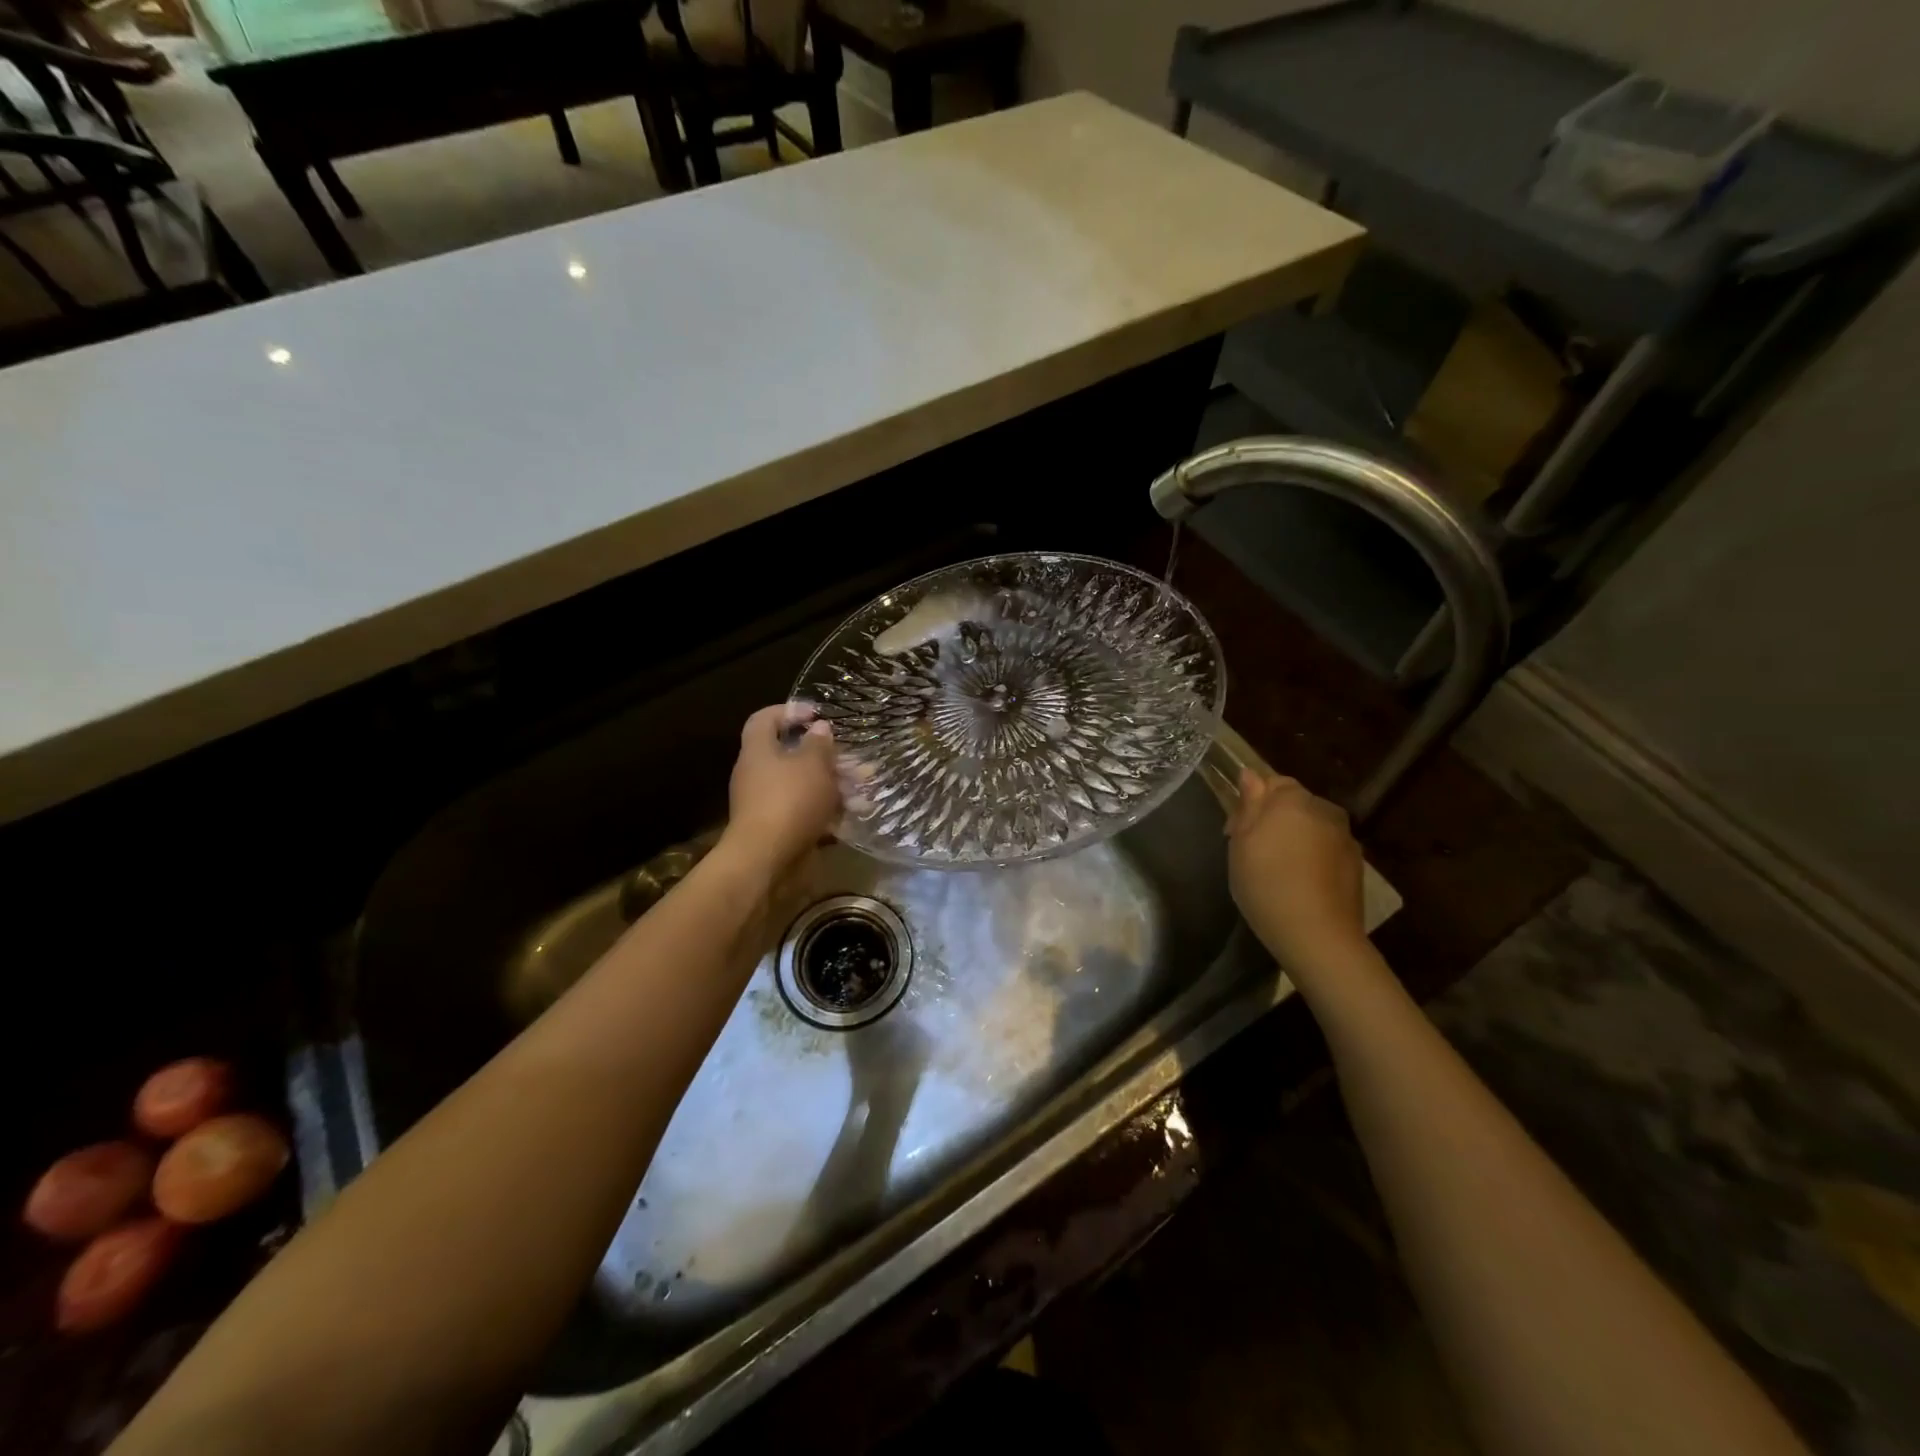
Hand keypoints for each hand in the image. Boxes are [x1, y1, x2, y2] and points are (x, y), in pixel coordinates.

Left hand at [721, 702, 845, 878]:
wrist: (767, 860)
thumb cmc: (789, 801)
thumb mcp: (812, 765)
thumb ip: (819, 744)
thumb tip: (819, 729)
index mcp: (758, 751)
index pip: (764, 719)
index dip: (788, 711)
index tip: (817, 713)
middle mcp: (758, 774)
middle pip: (791, 754)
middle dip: (826, 755)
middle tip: (853, 758)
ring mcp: (768, 803)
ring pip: (804, 785)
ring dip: (834, 784)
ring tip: (864, 788)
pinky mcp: (781, 828)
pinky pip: (807, 811)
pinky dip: (829, 810)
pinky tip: (853, 813)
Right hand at [1225, 769, 1366, 970]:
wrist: (1318, 935)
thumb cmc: (1266, 883)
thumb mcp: (1241, 843)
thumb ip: (1248, 805)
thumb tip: (1249, 775)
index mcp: (1292, 799)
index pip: (1270, 783)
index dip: (1250, 804)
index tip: (1234, 832)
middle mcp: (1324, 810)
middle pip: (1294, 805)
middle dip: (1274, 820)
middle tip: (1252, 851)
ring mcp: (1345, 837)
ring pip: (1312, 827)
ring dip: (1295, 839)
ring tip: (1278, 869)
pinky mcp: (1356, 864)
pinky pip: (1327, 850)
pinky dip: (1313, 859)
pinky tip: (1300, 883)